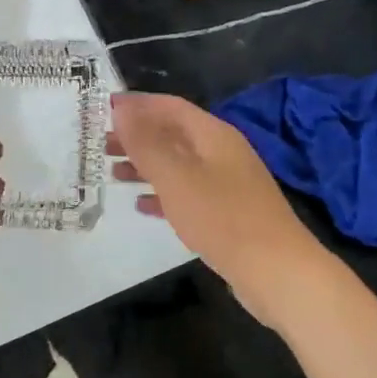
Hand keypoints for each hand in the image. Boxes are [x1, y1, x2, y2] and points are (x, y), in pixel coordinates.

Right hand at [109, 92, 334, 329]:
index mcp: (213, 134)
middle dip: (136, 136)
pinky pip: (187, 192)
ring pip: (178, 164)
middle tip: (99, 144)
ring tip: (111, 172)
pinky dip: (163, 193)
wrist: (278, 272)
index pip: (169, 106)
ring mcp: (227, 183)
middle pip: (172, 133)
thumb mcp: (177, 177)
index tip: (102, 110)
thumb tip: (122, 109)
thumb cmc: (223, 217)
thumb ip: (146, 143)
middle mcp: (221, 151)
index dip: (136, 105)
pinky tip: (141, 205)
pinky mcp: (228, 213)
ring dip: (145, 164)